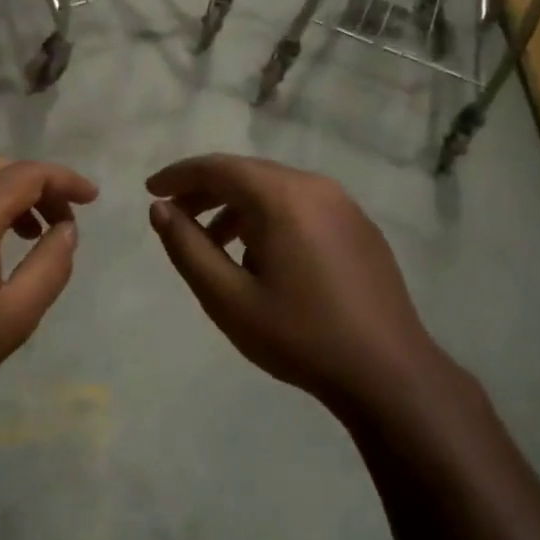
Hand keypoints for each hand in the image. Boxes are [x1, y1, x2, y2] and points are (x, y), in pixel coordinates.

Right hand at [147, 154, 438, 412]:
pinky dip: (270, 217)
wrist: (388, 372)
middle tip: (175, 216)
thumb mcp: (228, 299)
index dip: (179, 176)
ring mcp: (343, 204)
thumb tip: (160, 210)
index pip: (218, 167)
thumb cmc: (300, 336)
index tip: (151, 190)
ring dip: (238, 206)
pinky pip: (302, 206)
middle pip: (247, 173)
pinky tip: (262, 257)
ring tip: (214, 244)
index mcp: (282, 197)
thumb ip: (188, 248)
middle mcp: (315, 187)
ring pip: (276, 189)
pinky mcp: (359, 226)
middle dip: (206, 190)